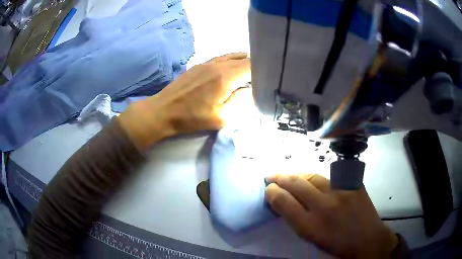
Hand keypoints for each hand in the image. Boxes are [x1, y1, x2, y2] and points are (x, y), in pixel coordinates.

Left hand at [118, 53, 250, 149]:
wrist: (164, 110)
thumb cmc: (192, 118)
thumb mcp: (221, 117)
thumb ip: (240, 102)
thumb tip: (250, 90)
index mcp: (225, 77)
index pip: (251, 66)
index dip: (262, 69)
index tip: (268, 78)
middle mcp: (218, 64)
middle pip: (243, 59)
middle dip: (255, 65)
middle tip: (261, 75)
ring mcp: (207, 62)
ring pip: (232, 56)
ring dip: (243, 61)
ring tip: (251, 70)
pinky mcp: (199, 64)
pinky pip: (221, 57)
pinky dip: (231, 60)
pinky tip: (232, 68)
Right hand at [265, 174, 397, 257]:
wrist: (367, 239)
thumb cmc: (336, 244)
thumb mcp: (312, 239)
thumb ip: (296, 220)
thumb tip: (283, 202)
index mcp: (310, 226)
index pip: (284, 202)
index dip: (272, 192)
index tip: (269, 189)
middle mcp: (324, 207)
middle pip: (296, 184)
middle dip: (280, 178)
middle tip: (272, 176)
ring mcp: (341, 192)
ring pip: (312, 175)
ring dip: (296, 174)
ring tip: (289, 174)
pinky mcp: (353, 184)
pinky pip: (330, 176)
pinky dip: (316, 176)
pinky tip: (311, 177)